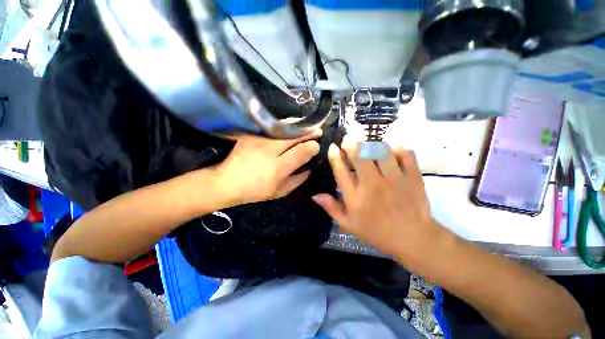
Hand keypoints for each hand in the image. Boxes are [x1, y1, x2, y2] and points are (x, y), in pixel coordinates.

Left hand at [213, 130, 321, 205]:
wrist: (226, 182)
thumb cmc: (255, 190)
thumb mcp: (280, 192)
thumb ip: (298, 180)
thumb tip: (310, 168)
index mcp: (277, 169)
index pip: (301, 152)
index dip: (312, 146)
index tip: (317, 145)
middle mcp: (269, 151)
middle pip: (294, 136)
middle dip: (309, 132)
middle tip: (318, 131)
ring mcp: (259, 140)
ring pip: (285, 127)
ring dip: (300, 126)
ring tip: (308, 127)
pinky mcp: (251, 134)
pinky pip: (273, 127)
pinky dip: (286, 126)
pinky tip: (291, 129)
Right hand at [313, 142, 445, 269]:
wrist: (413, 239)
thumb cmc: (376, 232)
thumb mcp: (349, 224)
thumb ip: (331, 208)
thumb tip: (315, 195)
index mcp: (356, 197)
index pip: (341, 171)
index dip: (335, 156)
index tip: (333, 147)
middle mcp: (373, 185)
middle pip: (360, 156)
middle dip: (351, 144)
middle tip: (348, 139)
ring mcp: (394, 179)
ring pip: (381, 151)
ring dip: (372, 144)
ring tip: (368, 145)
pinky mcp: (412, 177)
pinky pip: (405, 154)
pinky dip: (397, 148)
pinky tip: (391, 150)